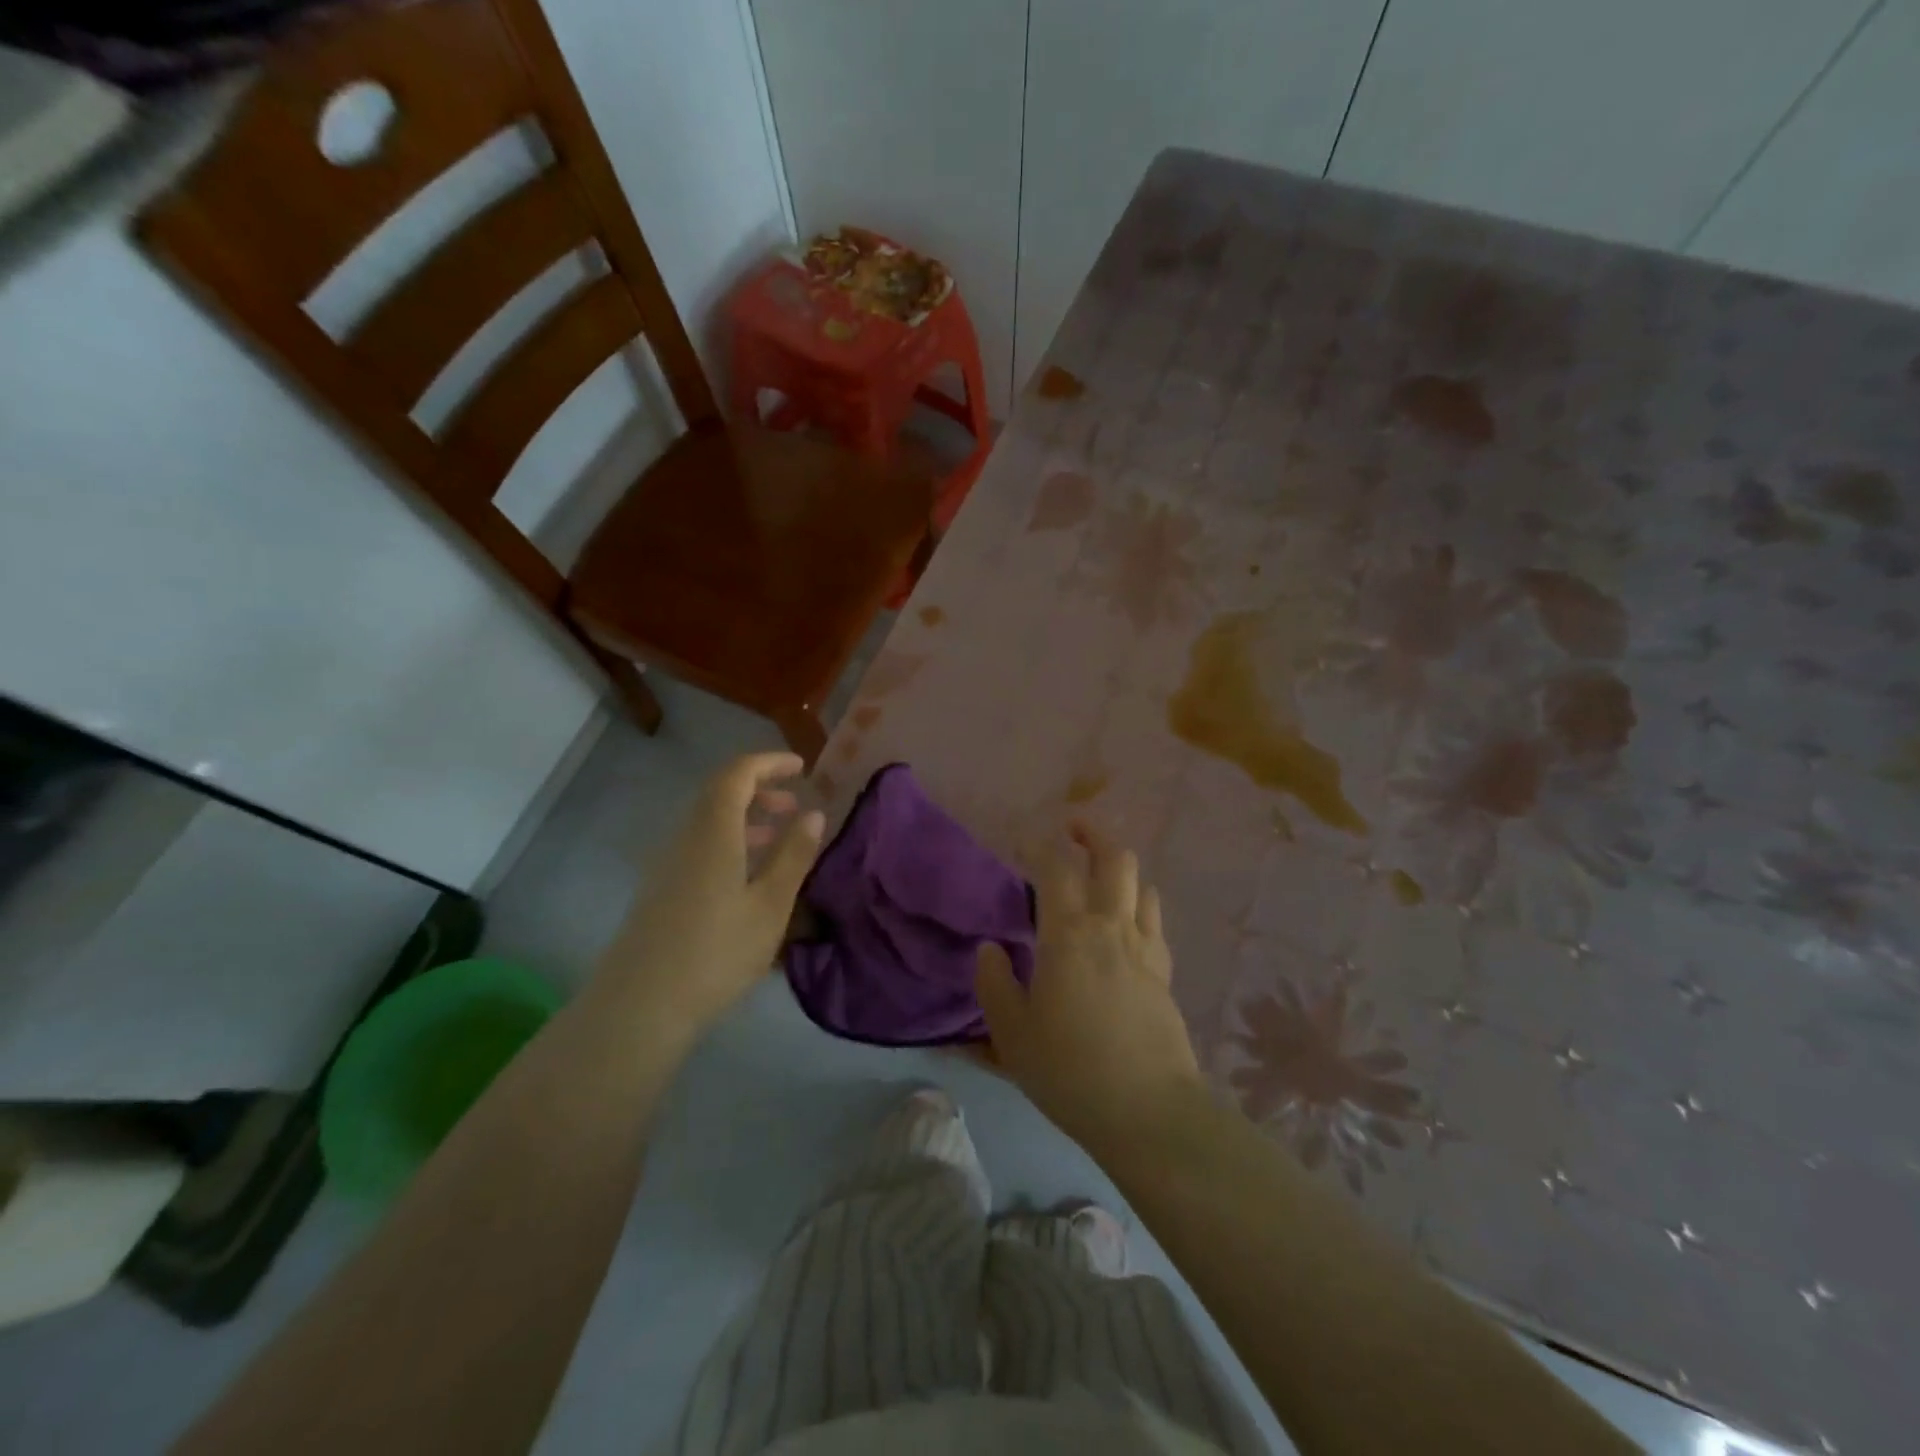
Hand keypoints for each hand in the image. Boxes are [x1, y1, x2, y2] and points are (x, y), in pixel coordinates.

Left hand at [601, 752, 822, 1038]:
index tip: (801, 767)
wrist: (639, 1007)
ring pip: (708, 821)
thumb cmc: (716, 953)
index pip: (737, 773)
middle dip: (759, 789)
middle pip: (719, 793)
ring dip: (745, 818)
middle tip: (794, 806)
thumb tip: (814, 813)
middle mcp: (685, 837)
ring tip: (778, 837)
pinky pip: (699, 845)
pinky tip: (748, 876)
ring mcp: (667, 864)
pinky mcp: (660, 889)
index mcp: (713, 831)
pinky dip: (729, 842)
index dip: (769, 763)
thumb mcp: (770, 905)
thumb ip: (794, 855)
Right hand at [975, 825, 1203, 1156]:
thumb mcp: (1012, 1035)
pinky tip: (1127, 921)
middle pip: (1114, 858)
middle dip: (1093, 834)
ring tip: (1100, 875)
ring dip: (1120, 868)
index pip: (1055, 868)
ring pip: (1141, 884)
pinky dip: (1139, 904)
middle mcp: (1110, 927)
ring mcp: (1144, 947)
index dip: (1039, 844)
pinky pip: (1154, 920)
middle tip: (1072, 829)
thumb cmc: (1070, 1071)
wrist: (1148, 1111)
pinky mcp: (1165, 972)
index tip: (1024, 838)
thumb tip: (990, 950)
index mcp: (1068, 935)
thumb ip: (995, 986)